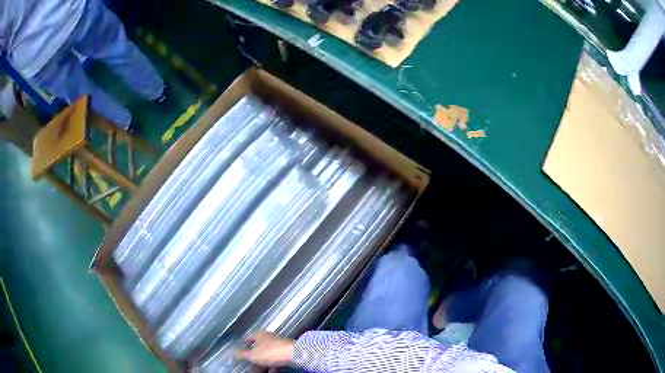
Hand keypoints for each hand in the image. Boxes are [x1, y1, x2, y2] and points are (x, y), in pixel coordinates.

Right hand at [235, 331, 294, 367]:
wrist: (294, 354)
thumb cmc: (272, 352)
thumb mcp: (253, 355)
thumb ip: (242, 354)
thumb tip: (230, 352)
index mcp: (259, 334)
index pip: (249, 338)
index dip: (244, 345)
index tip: (242, 352)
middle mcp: (269, 336)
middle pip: (259, 348)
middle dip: (255, 358)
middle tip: (252, 366)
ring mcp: (279, 342)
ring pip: (268, 354)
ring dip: (264, 363)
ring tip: (261, 371)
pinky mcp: (287, 350)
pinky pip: (277, 358)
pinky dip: (274, 365)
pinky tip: (272, 371)